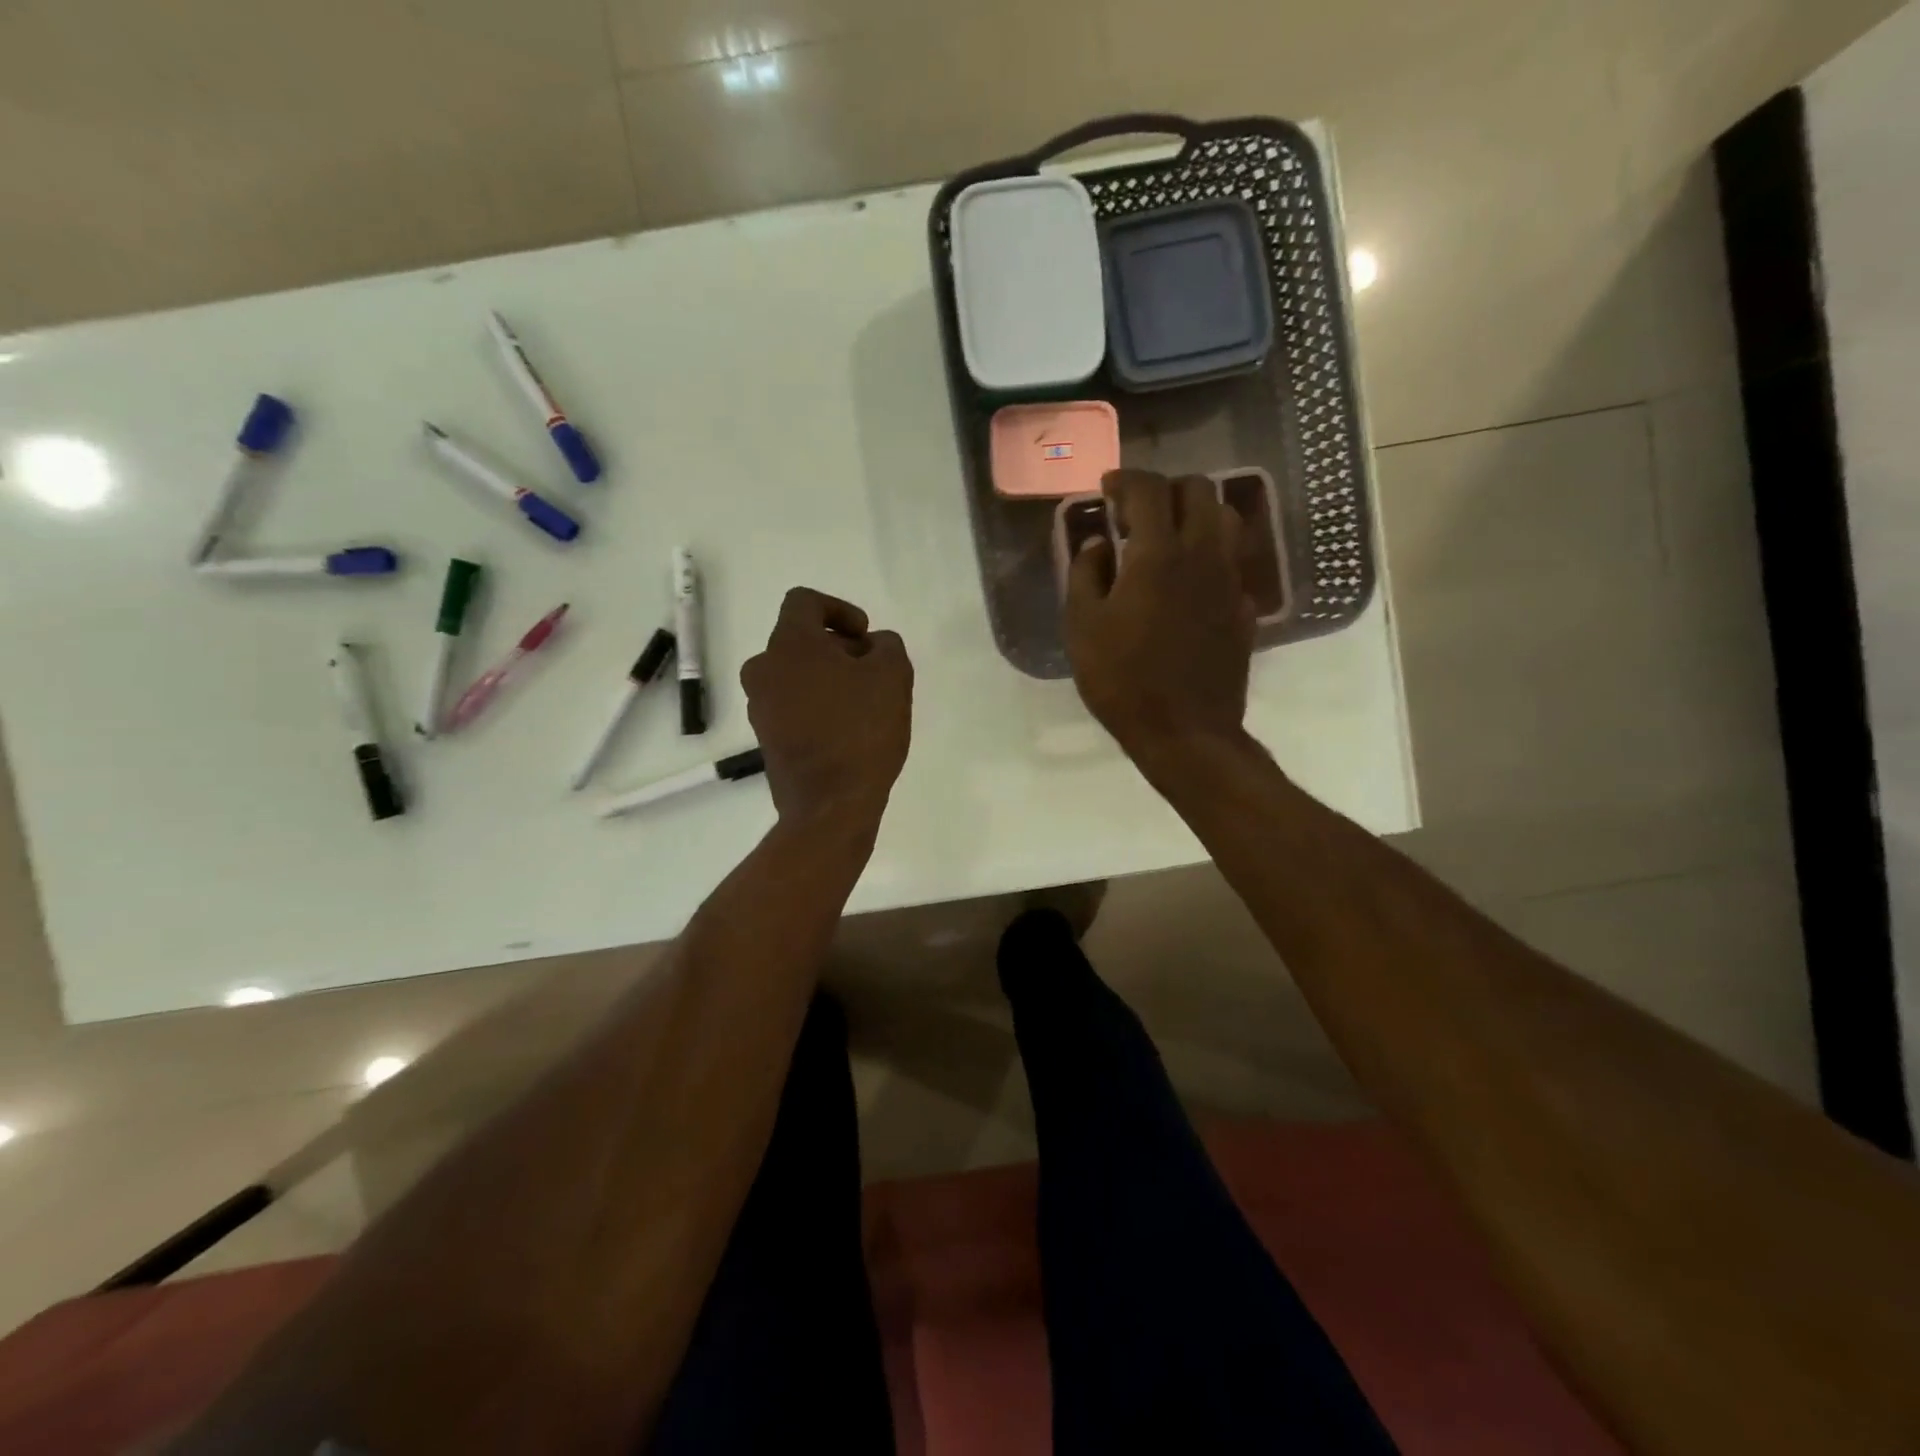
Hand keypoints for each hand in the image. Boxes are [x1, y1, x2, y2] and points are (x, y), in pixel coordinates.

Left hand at [741, 587, 913, 830]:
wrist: (830, 805)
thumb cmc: (862, 731)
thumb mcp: (893, 675)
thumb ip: (887, 644)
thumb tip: (872, 645)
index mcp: (789, 644)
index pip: (804, 601)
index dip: (840, 609)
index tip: (865, 636)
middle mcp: (763, 668)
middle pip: (801, 640)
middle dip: (839, 648)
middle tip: (873, 672)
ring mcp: (759, 705)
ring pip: (796, 674)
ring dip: (829, 678)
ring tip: (865, 704)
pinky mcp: (765, 737)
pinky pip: (793, 704)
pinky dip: (818, 705)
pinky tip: (848, 729)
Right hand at [1065, 469, 1255, 767]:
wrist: (1185, 731)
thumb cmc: (1123, 679)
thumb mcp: (1082, 627)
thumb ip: (1086, 574)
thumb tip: (1099, 544)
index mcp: (1158, 554)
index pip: (1149, 489)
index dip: (1126, 480)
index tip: (1108, 489)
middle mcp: (1202, 554)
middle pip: (1198, 490)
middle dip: (1165, 490)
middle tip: (1137, 515)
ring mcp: (1230, 580)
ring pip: (1225, 518)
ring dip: (1196, 514)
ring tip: (1168, 538)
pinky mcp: (1244, 607)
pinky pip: (1231, 560)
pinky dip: (1210, 554)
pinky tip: (1188, 581)